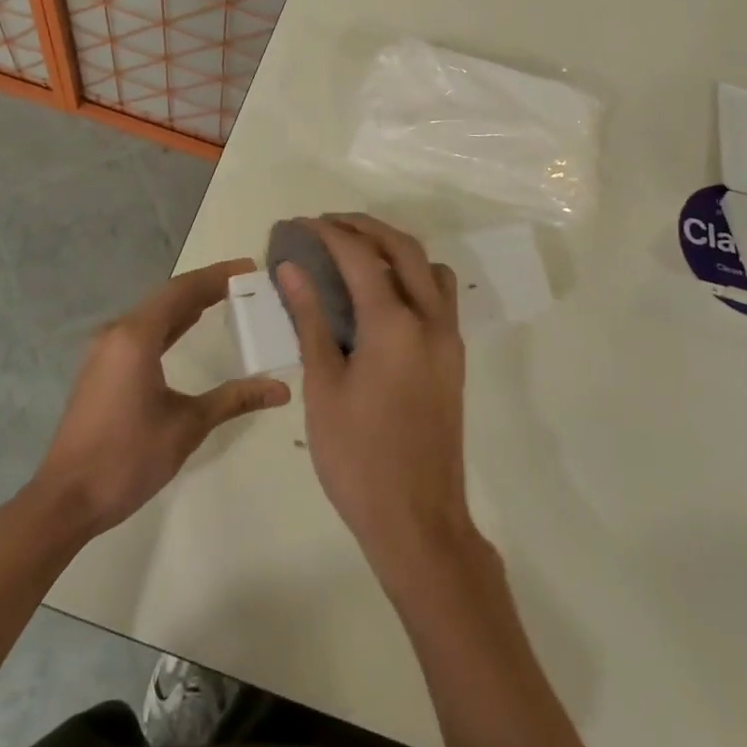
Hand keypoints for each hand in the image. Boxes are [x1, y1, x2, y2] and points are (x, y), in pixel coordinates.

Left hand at [30, 259, 289, 537]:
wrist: (67, 499)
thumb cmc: (128, 458)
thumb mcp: (187, 426)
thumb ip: (234, 399)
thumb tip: (281, 389)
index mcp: (136, 337)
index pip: (182, 291)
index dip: (217, 276)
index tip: (249, 268)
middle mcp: (117, 333)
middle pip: (167, 297)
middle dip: (205, 287)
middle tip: (244, 283)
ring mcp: (105, 350)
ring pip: (153, 314)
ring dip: (186, 304)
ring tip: (224, 297)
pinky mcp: (101, 368)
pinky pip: (141, 332)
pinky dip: (169, 324)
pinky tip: (187, 327)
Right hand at [277, 215, 486, 587]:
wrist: (418, 521)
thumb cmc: (358, 458)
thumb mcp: (323, 388)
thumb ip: (311, 320)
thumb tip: (292, 270)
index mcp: (394, 325)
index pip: (360, 257)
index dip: (328, 233)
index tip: (300, 224)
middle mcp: (430, 320)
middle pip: (403, 248)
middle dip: (364, 227)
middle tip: (327, 225)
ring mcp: (449, 339)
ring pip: (429, 268)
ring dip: (395, 248)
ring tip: (357, 253)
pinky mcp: (454, 358)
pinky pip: (439, 295)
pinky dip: (413, 276)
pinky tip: (382, 296)